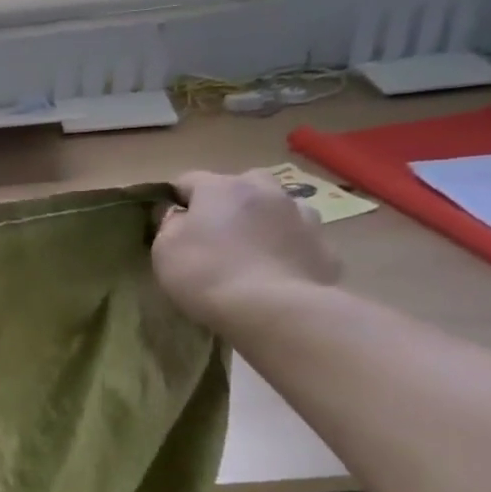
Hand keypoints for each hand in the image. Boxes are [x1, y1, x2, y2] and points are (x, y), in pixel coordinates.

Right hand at [152, 170, 341, 329]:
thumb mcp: (164, 250)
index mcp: (221, 188)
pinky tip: (278, 272)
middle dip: (228, 202)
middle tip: (216, 233)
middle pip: (242, 184)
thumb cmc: (207, 274)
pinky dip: (289, 248)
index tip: (170, 223)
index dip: (176, 200)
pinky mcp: (325, 248)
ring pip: (279, 207)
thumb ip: (170, 225)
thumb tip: (179, 216)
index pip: (189, 180)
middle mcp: (265, 191)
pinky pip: (300, 240)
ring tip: (253, 251)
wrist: (274, 310)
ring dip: (265, 220)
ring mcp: (302, 217)